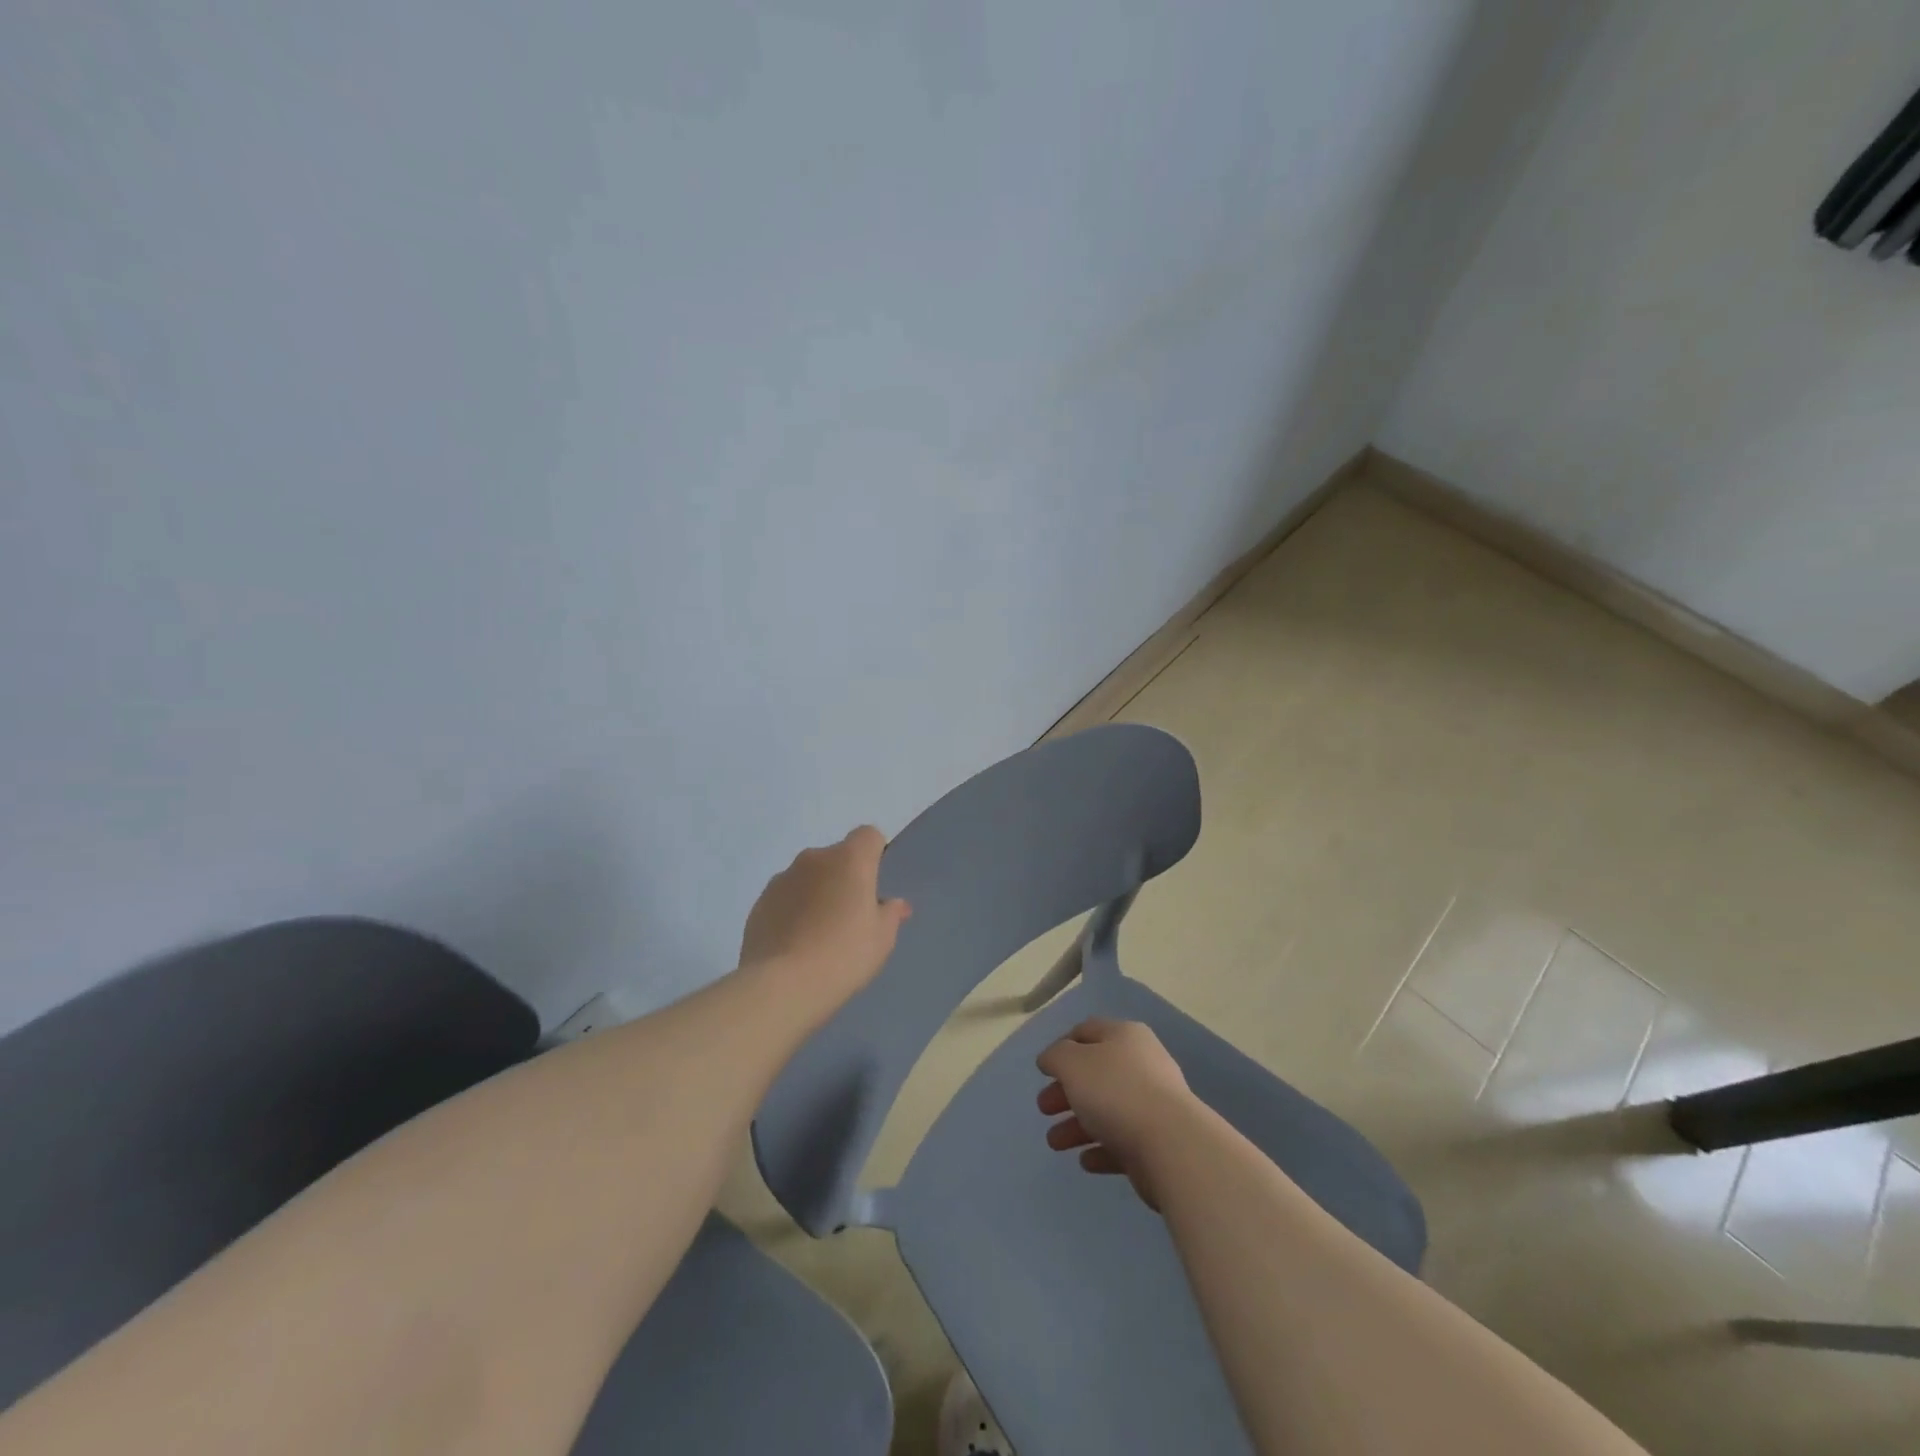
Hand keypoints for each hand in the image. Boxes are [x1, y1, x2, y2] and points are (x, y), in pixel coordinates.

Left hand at [737, 826, 910, 1016]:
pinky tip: (795, 943)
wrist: (783, 985)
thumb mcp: (882, 938)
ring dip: (816, 893)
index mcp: (849, 859)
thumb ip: (890, 914)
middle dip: (844, 878)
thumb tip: (894, 904)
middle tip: (850, 916)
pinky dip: (793, 910)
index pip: (868, 835)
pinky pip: (785, 897)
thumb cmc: (844, 955)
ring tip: (819, 934)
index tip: (874, 886)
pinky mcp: (760, 902)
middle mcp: (814, 859)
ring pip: (808, 877)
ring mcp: (782, 878)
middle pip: (836, 857)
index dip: (875, 854)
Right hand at [1036, 1019, 1199, 1210]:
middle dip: (1065, 1091)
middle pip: (1095, 1073)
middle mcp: (1142, 1064)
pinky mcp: (1159, 1141)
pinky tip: (1085, 1161)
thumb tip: (1051, 1058)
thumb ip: (1056, 1056)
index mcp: (1124, 1036)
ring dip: (1077, 1125)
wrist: (1171, 1146)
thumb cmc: (1115, 1092)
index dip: (1062, 1046)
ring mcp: (1153, 1104)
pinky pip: (1123, 1141)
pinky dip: (1101, 1148)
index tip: (1044, 1070)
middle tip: (1044, 1109)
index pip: (1088, 1031)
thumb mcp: (1072, 1063)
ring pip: (1107, 1110)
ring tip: (1055, 1143)